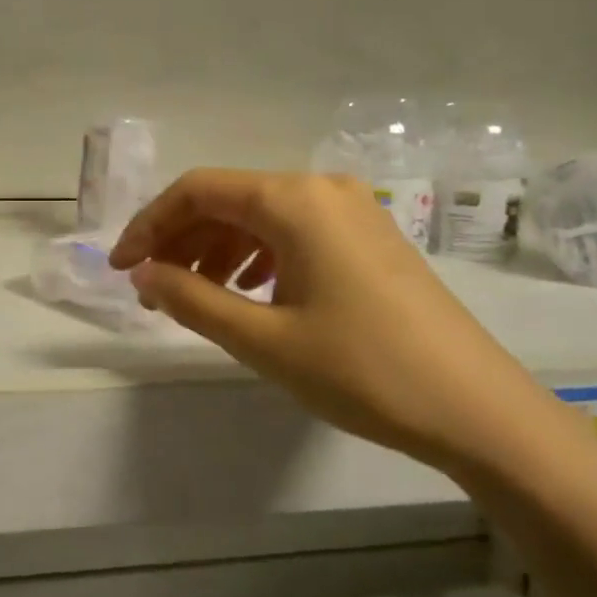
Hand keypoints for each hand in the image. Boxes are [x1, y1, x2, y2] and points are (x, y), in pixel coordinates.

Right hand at [108, 170, 545, 462]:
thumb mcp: (263, 339)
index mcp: (293, 199)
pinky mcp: (370, 237)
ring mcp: (353, 210)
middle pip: (229, 199)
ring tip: (194, 296)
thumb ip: (192, 299)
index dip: (150, 224)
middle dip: (182, 239)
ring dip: (218, 250)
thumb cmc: (361, 369)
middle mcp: (322, 188)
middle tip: (153, 289)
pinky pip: (295, 232)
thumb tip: (143, 273)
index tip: (121, 268)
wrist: (476, 407)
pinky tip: (249, 293)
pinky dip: (258, 257)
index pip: (198, 190)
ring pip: (262, 216)